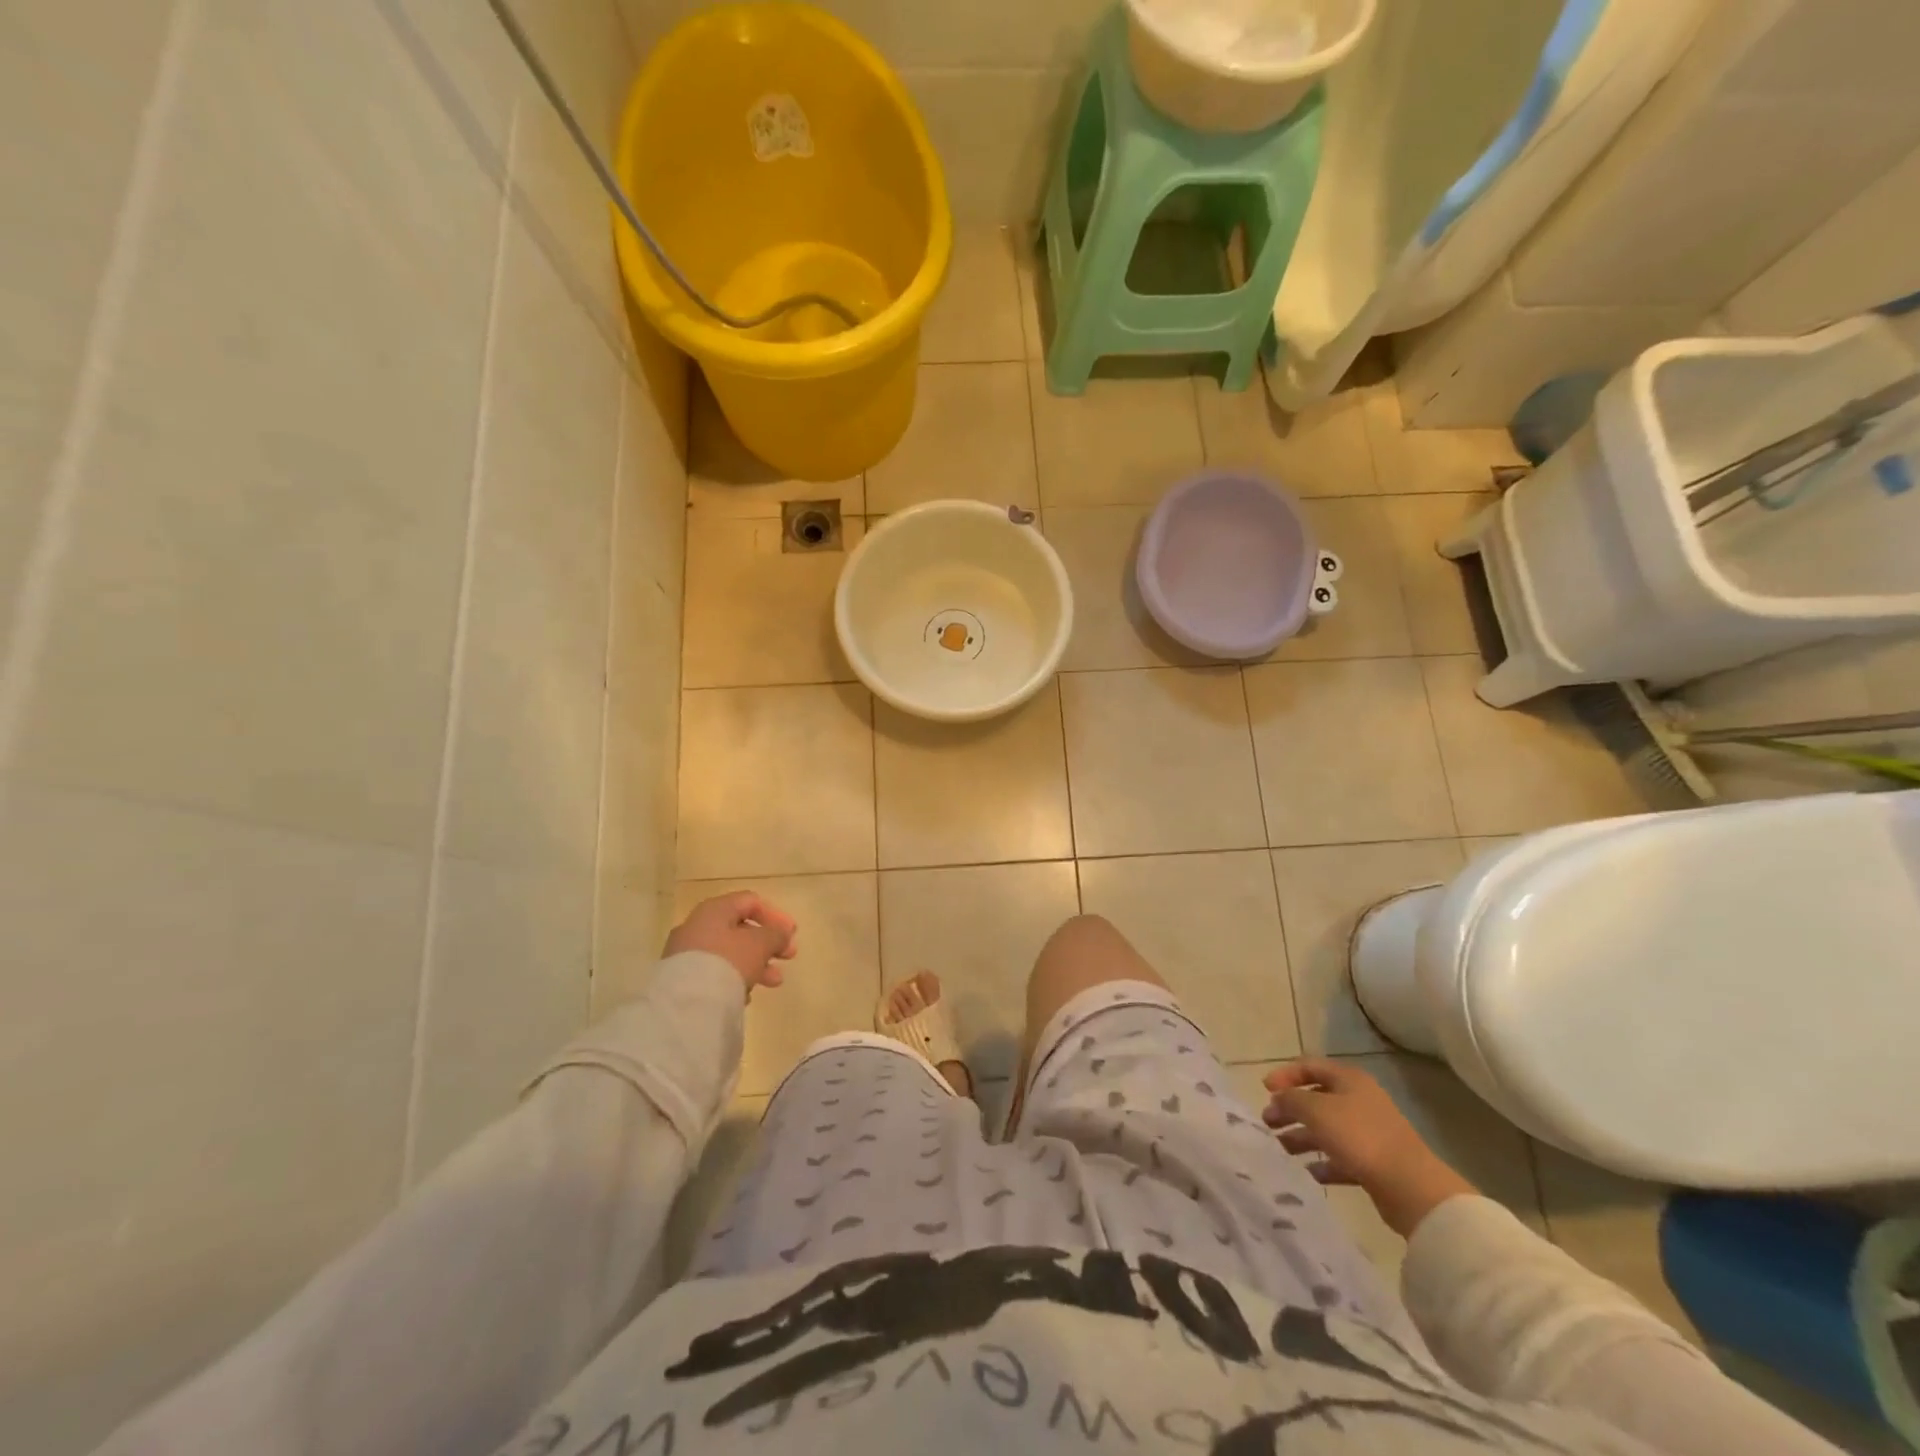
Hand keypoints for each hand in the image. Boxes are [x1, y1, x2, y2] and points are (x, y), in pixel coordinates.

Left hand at [665, 892, 797, 997]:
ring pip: (729, 953)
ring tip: (773, 982)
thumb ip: (776, 935)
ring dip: (755, 964)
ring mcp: (686, 953)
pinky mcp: (681, 979)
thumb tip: (782, 934)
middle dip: (768, 944)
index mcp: (715, 910)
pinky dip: (734, 979)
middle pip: (740, 930)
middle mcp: (697, 926)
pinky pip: (714, 973)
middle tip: (788, 957)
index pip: (750, 902)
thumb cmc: (729, 961)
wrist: (687, 1002)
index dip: (775, 915)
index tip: (792, 934)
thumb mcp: (761, 944)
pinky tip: (745, 996)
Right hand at [1262, 1058, 1475, 1237]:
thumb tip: (1277, 1099)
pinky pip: (1341, 1157)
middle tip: (1268, 1122)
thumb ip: (1290, 1099)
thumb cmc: (1359, 1136)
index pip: (1310, 1065)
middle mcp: (1359, 1100)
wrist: (1410, 1187)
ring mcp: (1369, 1132)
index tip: (1265, 1090)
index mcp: (1348, 1079)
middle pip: (1316, 1098)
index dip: (1285, 1074)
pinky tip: (1308, 1171)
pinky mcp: (1374, 1162)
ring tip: (1280, 1148)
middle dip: (1290, 1109)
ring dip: (1302, 1136)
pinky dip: (1323, 1162)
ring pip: (1327, 1129)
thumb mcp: (1315, 1110)